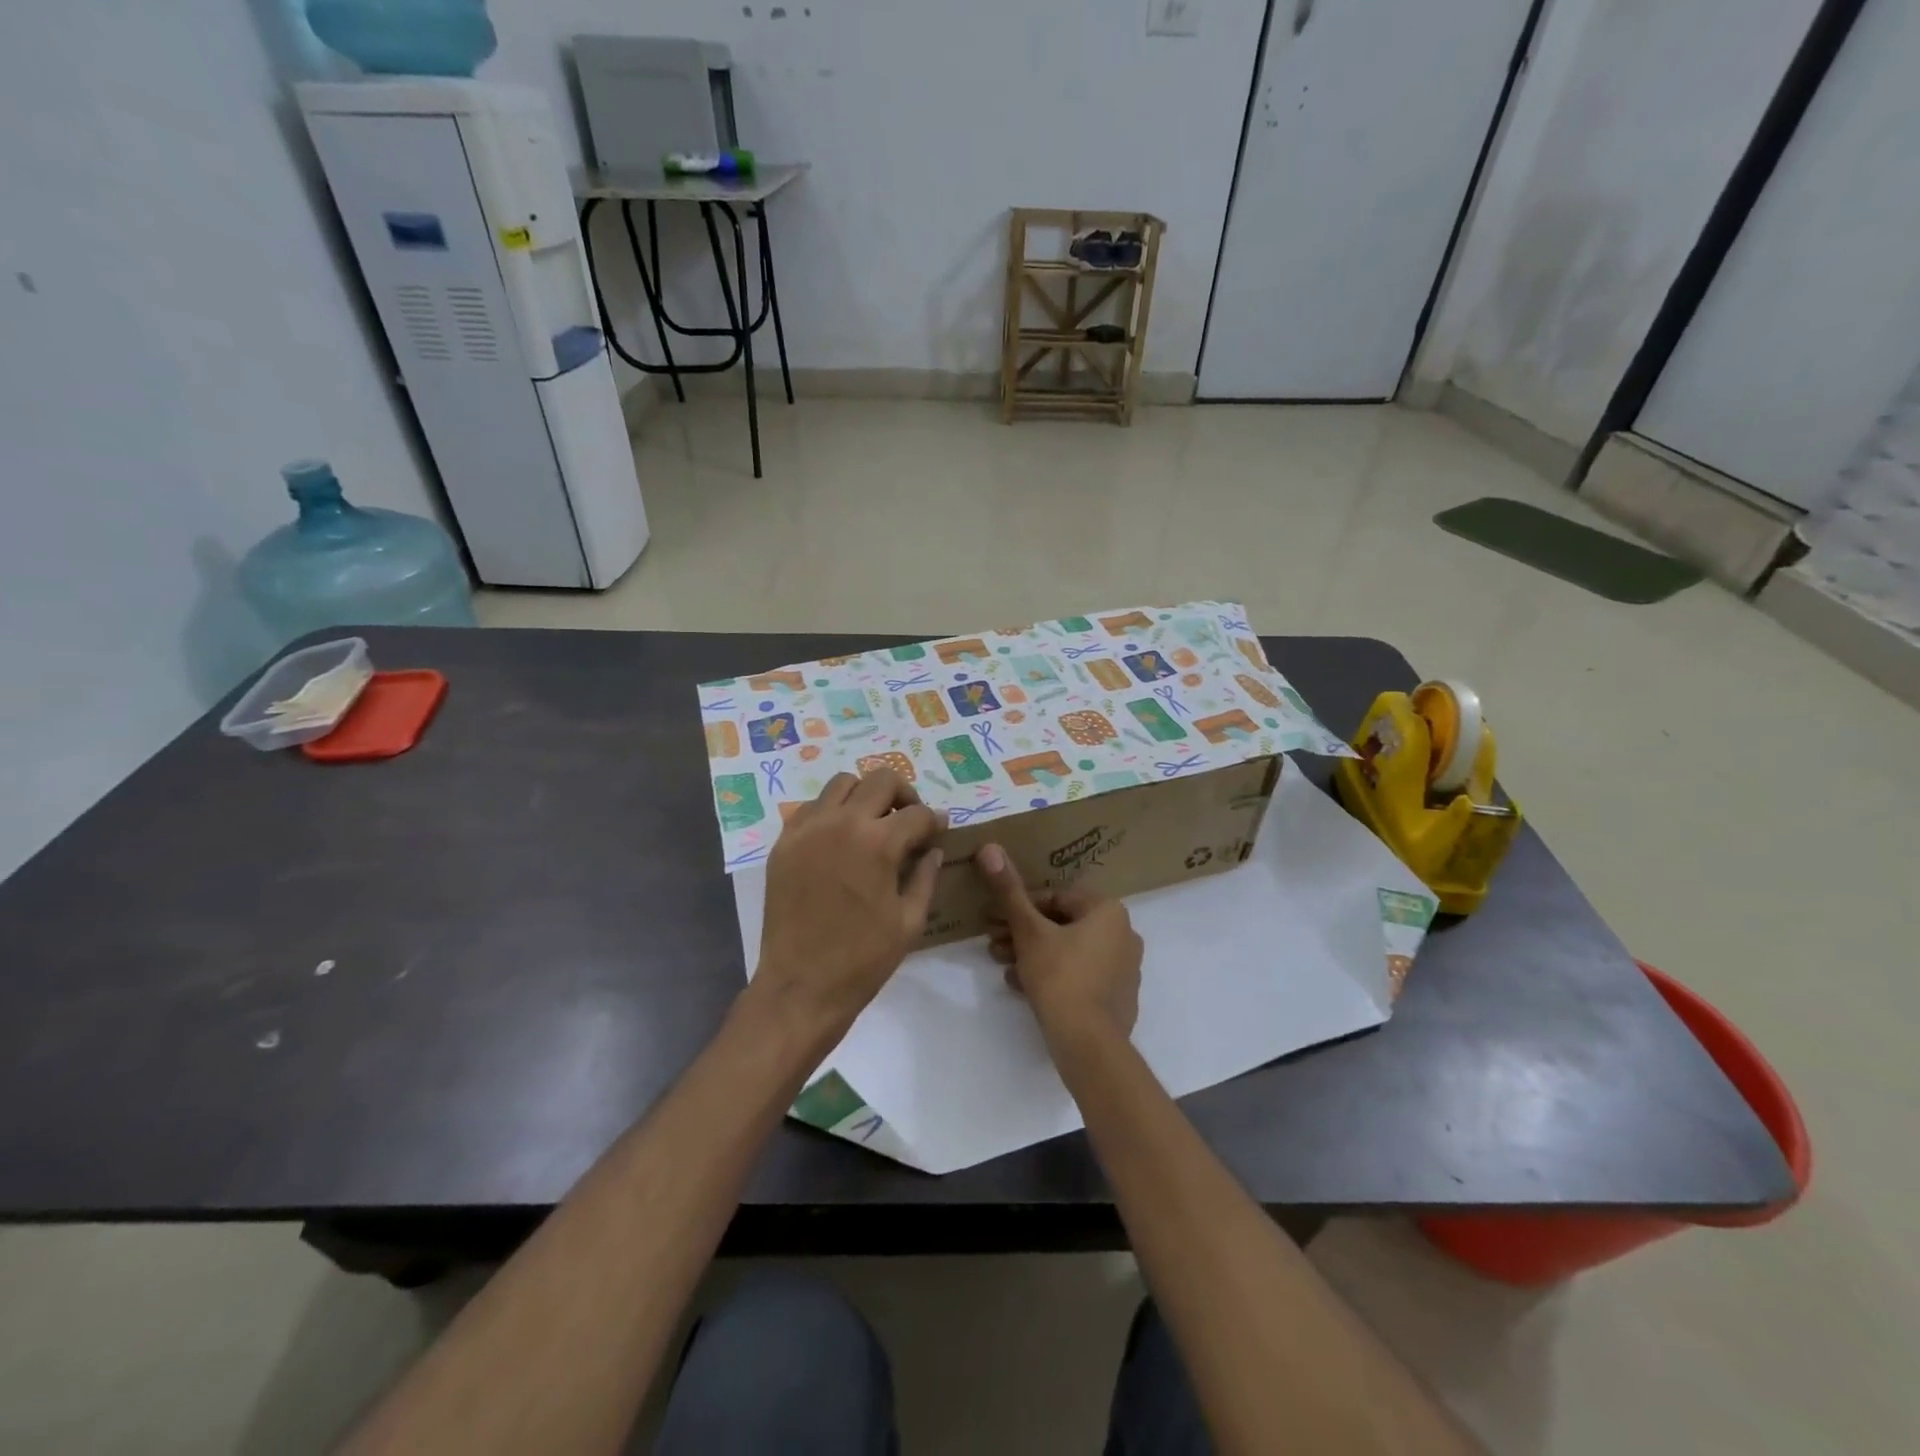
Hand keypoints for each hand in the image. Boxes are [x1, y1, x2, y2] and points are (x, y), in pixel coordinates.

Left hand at [754, 770, 945, 1038]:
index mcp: (879, 844)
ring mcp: (808, 829)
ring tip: (872, 823)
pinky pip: (812, 807)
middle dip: (903, 794)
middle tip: (908, 819)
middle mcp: (842, 823)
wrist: (801, 986)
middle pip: (881, 779)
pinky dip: (832, 811)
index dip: (935, 820)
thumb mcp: (910, 921)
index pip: (917, 813)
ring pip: (842, 783)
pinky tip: (839, 838)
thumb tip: (933, 848)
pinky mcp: (784, 842)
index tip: (938, 830)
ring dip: (865, 796)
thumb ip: (926, 876)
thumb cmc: (863, 959)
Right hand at [976, 843, 1142, 1046]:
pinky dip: (1052, 976)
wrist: (1089, 1045)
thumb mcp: (1029, 931)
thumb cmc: (1060, 977)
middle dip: (1023, 933)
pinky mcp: (1118, 998)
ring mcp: (1124, 969)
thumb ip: (1009, 891)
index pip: (1056, 897)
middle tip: (993, 944)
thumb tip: (990, 847)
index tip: (994, 920)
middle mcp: (1123, 934)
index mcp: (1108, 911)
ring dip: (1033, 954)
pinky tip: (1023, 987)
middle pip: (1062, 924)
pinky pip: (1080, 976)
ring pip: (1069, 951)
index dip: (1021, 906)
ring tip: (1003, 966)